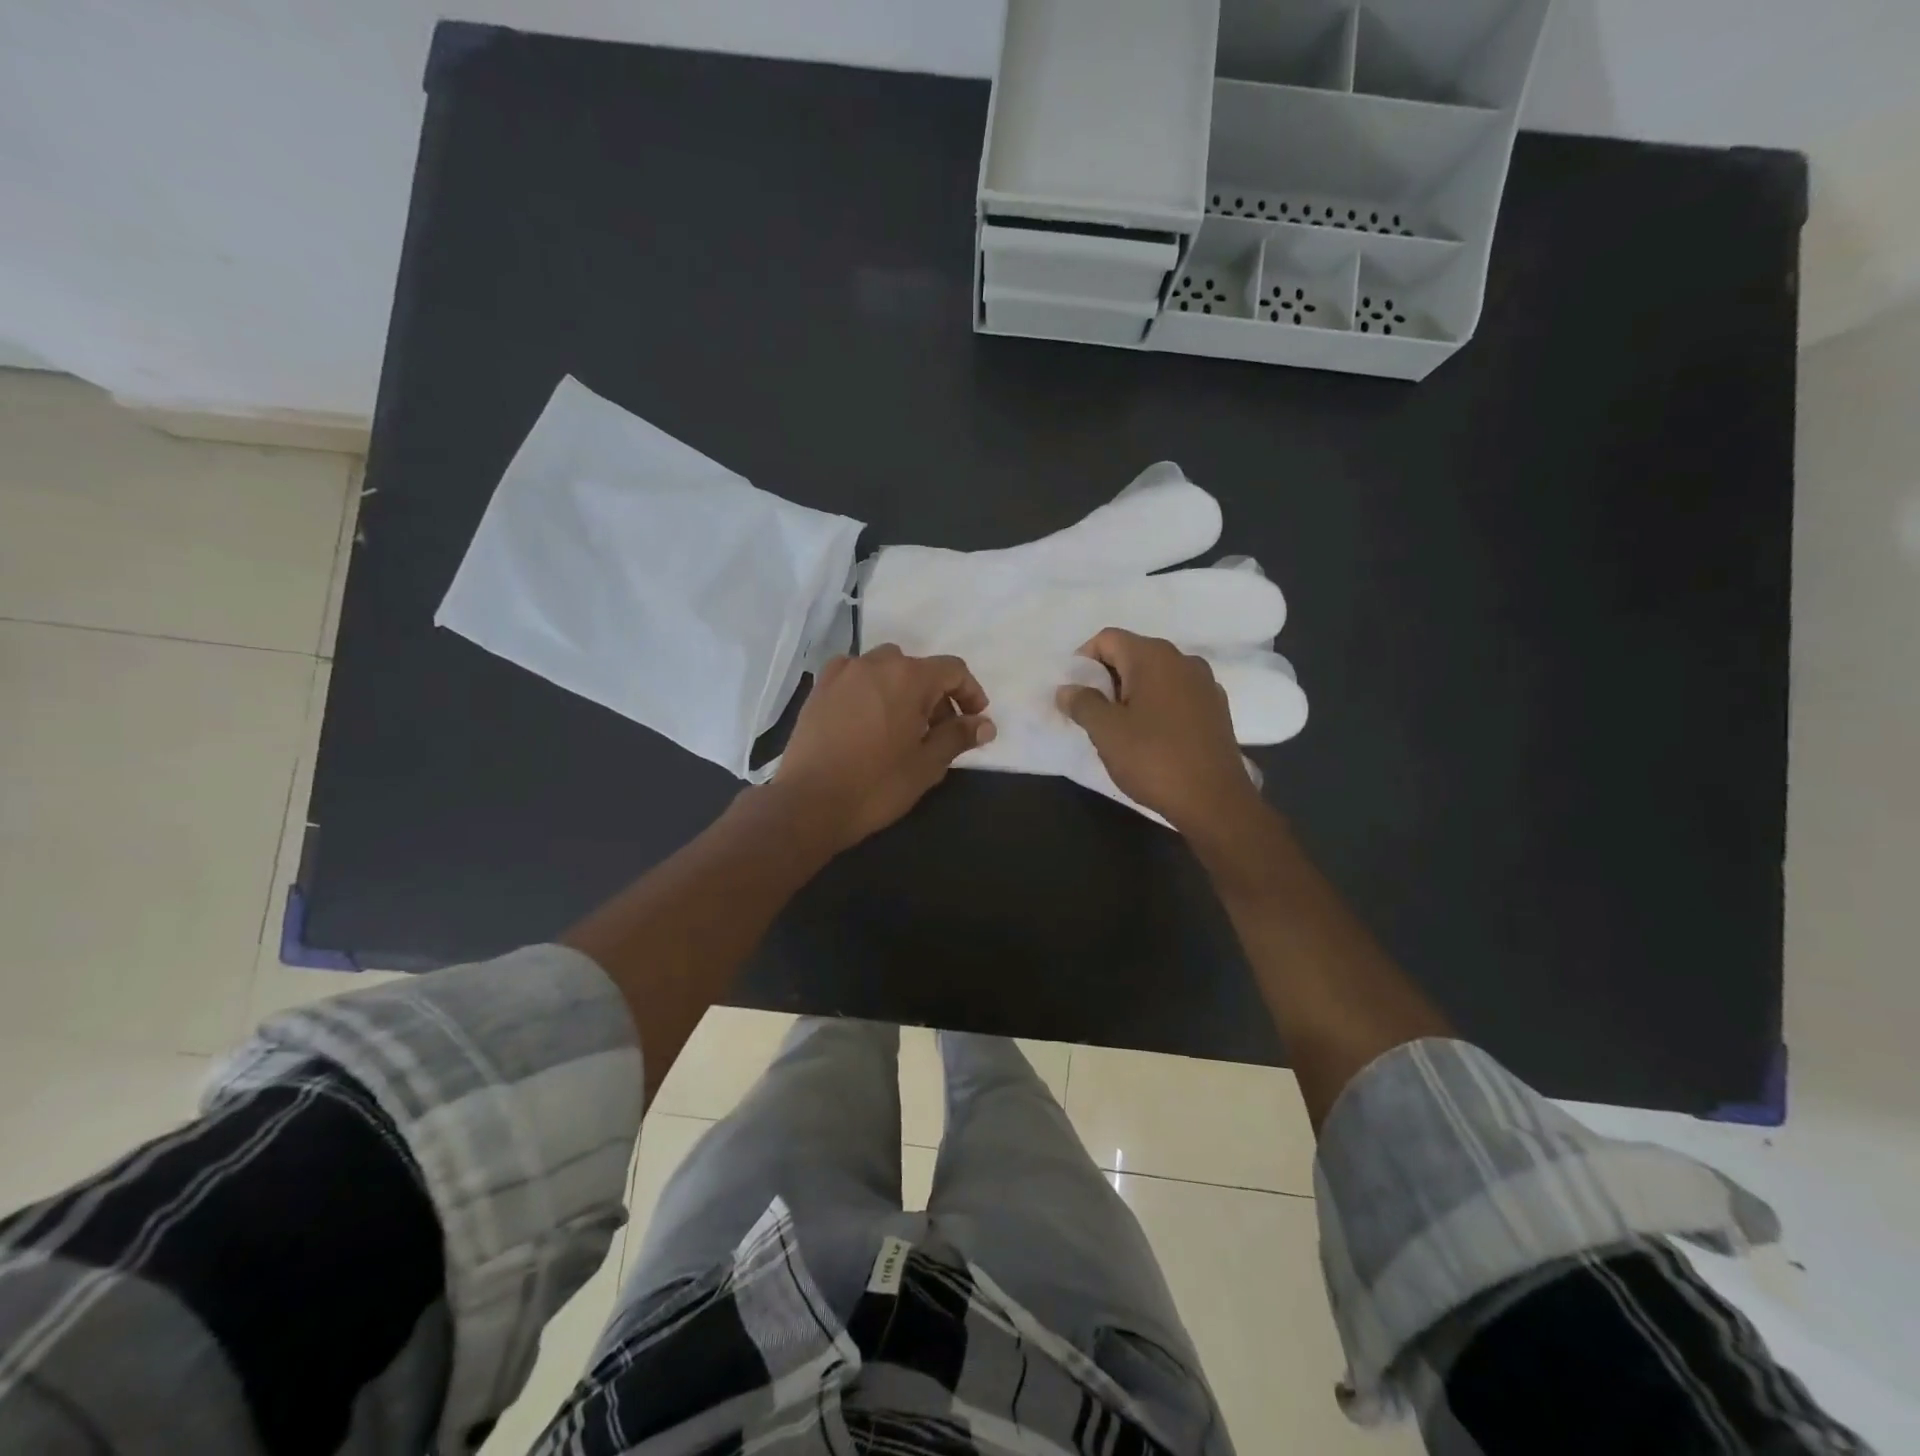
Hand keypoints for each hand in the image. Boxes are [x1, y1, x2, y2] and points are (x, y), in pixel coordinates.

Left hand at [773, 645, 994, 850]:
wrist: (808, 803)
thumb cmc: (876, 785)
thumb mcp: (926, 765)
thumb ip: (958, 737)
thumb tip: (985, 724)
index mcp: (907, 677)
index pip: (952, 670)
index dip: (970, 692)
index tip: (975, 719)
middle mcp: (874, 663)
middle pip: (917, 668)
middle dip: (935, 695)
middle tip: (938, 732)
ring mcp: (842, 673)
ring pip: (884, 668)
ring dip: (901, 689)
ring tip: (901, 726)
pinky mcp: (818, 689)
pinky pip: (854, 677)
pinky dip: (869, 689)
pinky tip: (868, 720)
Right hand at [1055, 629, 1261, 835]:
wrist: (1215, 801)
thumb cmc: (1154, 760)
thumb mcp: (1106, 732)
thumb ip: (1082, 703)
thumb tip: (1067, 689)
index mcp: (1154, 657)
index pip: (1107, 639)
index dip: (1083, 661)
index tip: (1074, 693)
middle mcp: (1183, 660)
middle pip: (1132, 654)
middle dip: (1106, 678)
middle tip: (1091, 713)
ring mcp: (1204, 684)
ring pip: (1155, 676)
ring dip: (1131, 693)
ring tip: (1119, 728)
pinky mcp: (1215, 709)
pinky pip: (1175, 694)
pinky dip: (1155, 706)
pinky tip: (1150, 737)